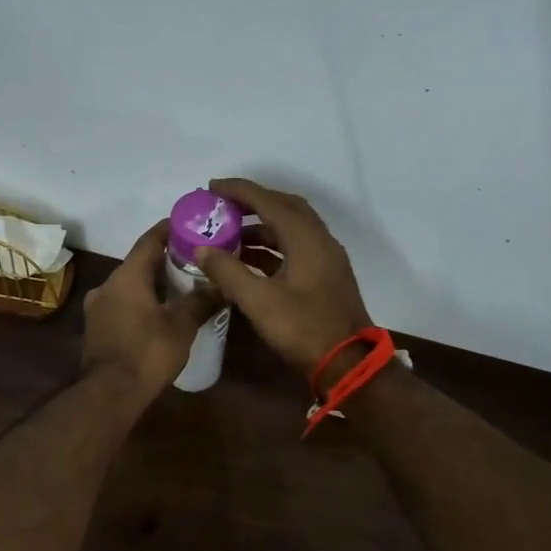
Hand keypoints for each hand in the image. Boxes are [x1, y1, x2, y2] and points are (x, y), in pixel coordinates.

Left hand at [81, 221, 217, 399]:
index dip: (169, 230)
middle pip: (139, 263)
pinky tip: (159, 313)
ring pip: (129, 285)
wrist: (109, 393)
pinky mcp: (97, 328)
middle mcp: (107, 285)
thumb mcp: (182, 325)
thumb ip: (201, 301)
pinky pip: (122, 304)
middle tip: (193, 260)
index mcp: (127, 276)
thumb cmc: (147, 352)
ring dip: (152, 284)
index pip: (149, 240)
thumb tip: (223, 285)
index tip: (189, 225)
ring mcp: (98, 308)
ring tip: (181, 287)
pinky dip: (141, 302)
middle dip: (165, 260)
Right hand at [192, 178, 373, 384]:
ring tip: (230, 233)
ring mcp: (326, 257)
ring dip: (262, 226)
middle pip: (284, 207)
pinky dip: (272, 246)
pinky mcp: (326, 274)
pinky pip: (296, 246)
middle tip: (222, 205)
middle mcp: (320, 240)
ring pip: (291, 228)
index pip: (269, 201)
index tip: (212, 187)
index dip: (239, 191)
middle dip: (252, 202)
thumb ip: (228, 272)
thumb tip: (202, 249)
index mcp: (306, 238)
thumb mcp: (259, 301)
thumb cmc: (303, 329)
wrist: (348, 363)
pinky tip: (249, 259)